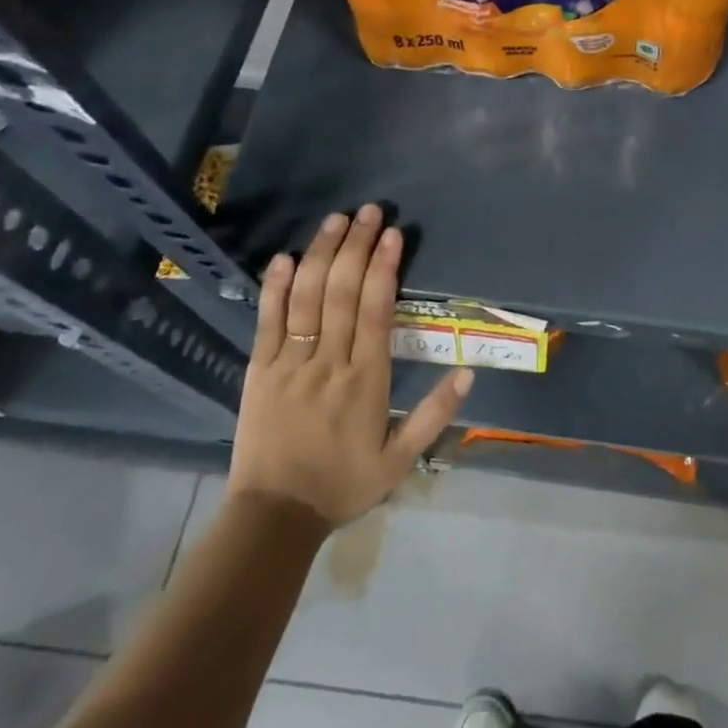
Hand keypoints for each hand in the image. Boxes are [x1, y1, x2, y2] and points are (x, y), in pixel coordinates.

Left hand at [228, 205, 472, 529]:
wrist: (275, 516)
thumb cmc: (343, 484)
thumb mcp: (401, 459)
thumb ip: (435, 414)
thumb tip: (468, 371)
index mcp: (366, 380)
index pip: (377, 311)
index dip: (385, 268)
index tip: (393, 235)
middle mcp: (329, 362)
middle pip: (343, 293)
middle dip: (357, 246)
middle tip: (369, 211)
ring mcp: (290, 363)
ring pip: (307, 298)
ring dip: (322, 255)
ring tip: (336, 220)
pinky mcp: (259, 370)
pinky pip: (267, 322)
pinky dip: (275, 288)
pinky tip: (284, 257)